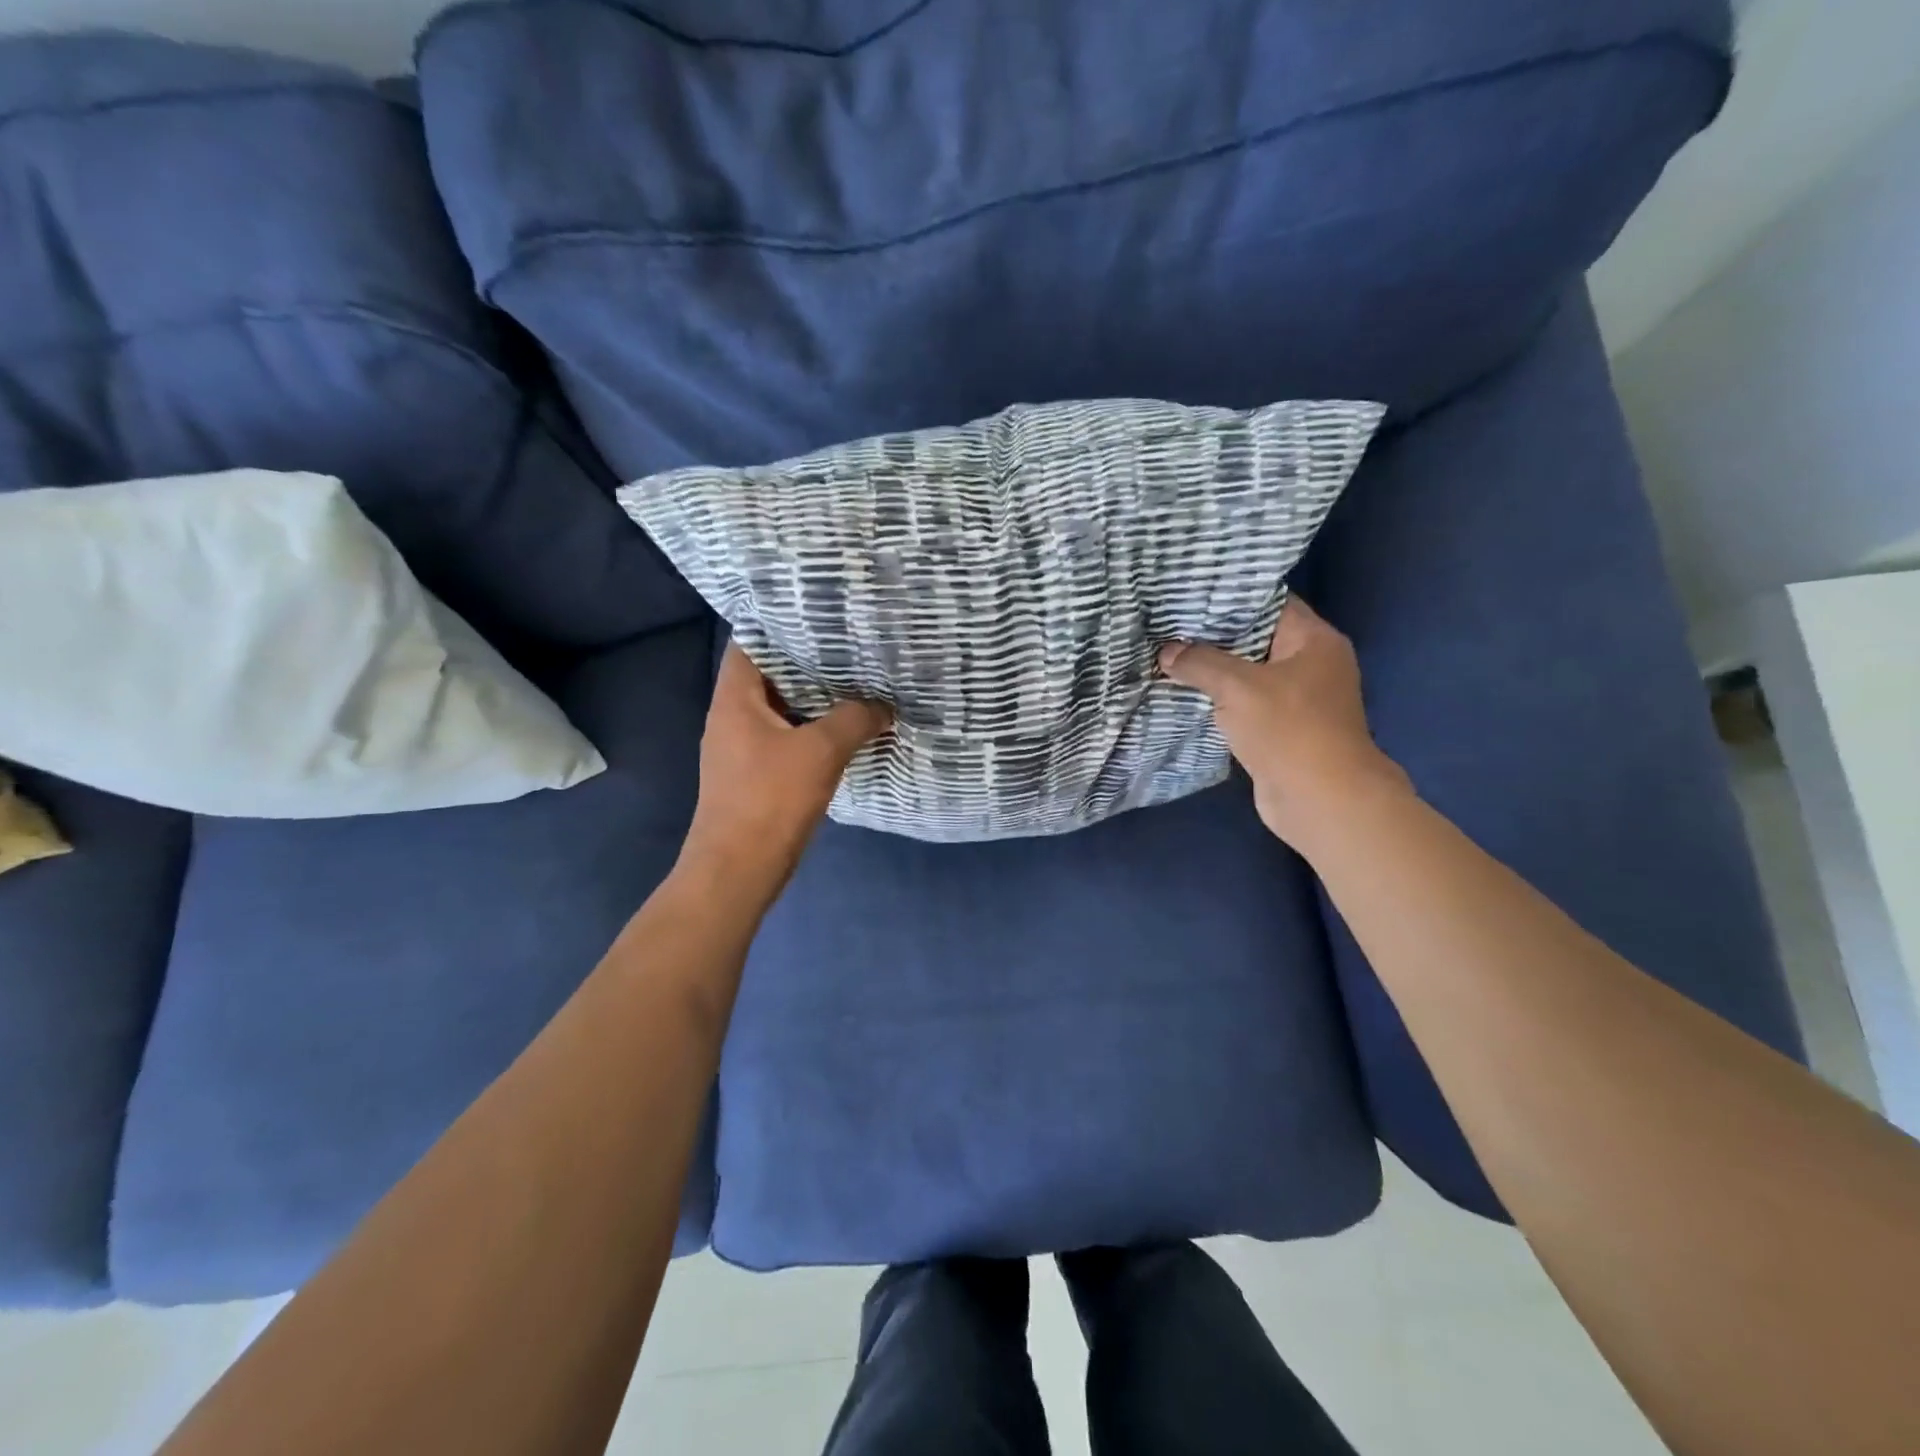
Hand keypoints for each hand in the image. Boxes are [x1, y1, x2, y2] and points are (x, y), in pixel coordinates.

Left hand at [679, 644, 891, 897]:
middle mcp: (731, 715)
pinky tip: (846, 727)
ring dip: (815, 697)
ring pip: (781, 707)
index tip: (823, 614)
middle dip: (809, 660)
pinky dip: (812, 727)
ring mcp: (741, 746)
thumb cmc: (771, 800)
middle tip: (852, 645)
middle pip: (770, 674)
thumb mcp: (821, 751)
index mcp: (734, 698)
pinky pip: (786, 736)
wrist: (738, 870)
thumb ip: (855, 718)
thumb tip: (885, 704)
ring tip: (857, 680)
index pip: (751, 642)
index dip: (783, 623)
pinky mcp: (755, 773)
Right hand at [1159, 596, 1409, 847]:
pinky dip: (1219, 699)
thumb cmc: (1288, 729)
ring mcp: (1297, 699)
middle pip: (1255, 638)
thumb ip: (1199, 663)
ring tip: (1168, 654)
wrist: (1321, 800)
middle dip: (1212, 634)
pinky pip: (1245, 703)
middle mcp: (1310, 663)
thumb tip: (1166, 652)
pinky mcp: (1281, 729)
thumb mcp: (1238, 687)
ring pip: (1247, 673)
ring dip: (1212, 670)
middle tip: (1168, 624)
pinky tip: (1184, 693)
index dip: (1229, 596)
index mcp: (1314, 640)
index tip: (1188, 593)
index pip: (1269, 602)